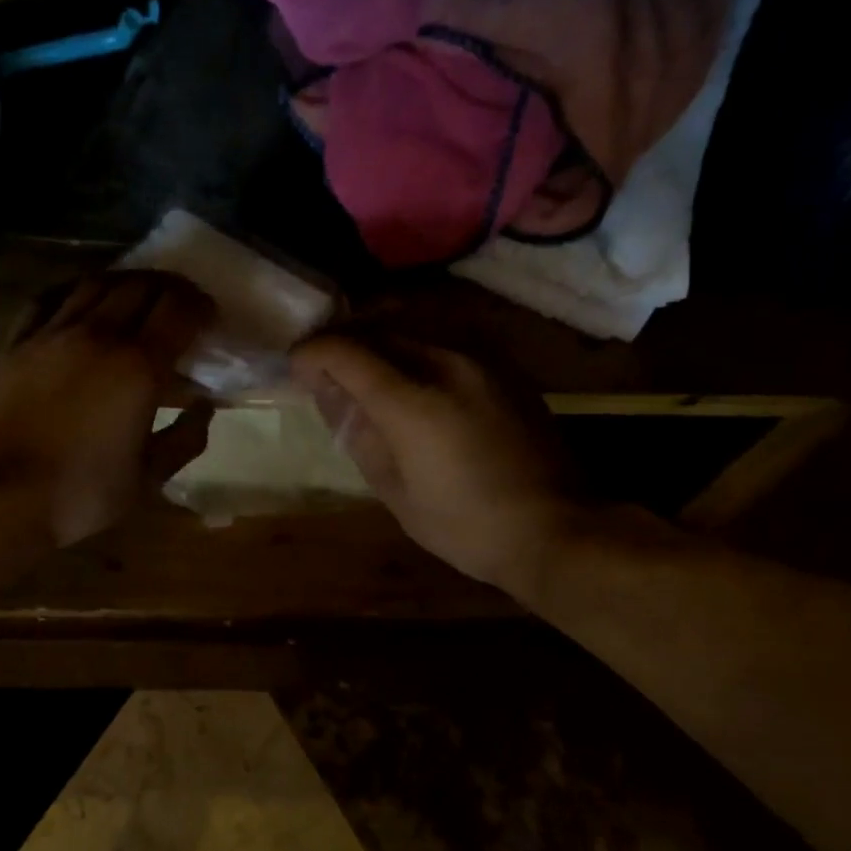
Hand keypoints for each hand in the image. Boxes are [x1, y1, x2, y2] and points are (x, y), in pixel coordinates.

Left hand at [0, 272, 215, 545]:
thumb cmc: (81, 493)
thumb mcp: (148, 478)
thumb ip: (185, 439)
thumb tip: (204, 407)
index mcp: (138, 367)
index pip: (179, 310)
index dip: (201, 306)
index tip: (210, 319)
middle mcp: (98, 336)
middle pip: (141, 286)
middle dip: (170, 288)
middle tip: (180, 306)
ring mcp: (51, 334)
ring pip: (96, 283)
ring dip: (126, 282)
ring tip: (138, 297)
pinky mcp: (16, 342)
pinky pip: (50, 298)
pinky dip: (76, 290)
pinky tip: (82, 300)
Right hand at [291, 334, 577, 595]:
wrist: (553, 528)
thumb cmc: (465, 525)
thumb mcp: (395, 492)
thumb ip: (358, 434)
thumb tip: (330, 393)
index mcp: (415, 402)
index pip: (347, 351)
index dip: (312, 353)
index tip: (296, 368)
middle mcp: (448, 362)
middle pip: (379, 325)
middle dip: (342, 339)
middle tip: (323, 366)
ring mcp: (482, 358)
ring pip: (414, 321)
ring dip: (377, 333)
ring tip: (360, 363)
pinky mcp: (504, 365)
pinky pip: (445, 335)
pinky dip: (412, 342)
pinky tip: (406, 371)